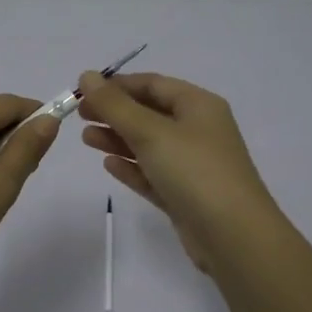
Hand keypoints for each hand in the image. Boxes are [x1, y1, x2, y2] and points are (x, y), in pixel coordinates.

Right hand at [75, 71, 280, 274]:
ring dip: (118, 139)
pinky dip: (132, 167)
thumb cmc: (194, 171)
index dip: (117, 85)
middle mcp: (198, 130)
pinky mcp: (185, 195)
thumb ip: (115, 105)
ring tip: (86, 139)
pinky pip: (153, 173)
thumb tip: (86, 75)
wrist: (232, 235)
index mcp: (199, 106)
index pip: (153, 84)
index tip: (83, 91)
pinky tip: (108, 165)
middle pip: (150, 113)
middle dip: (114, 112)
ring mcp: (193, 165)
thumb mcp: (151, 132)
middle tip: (79, 116)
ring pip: (149, 144)